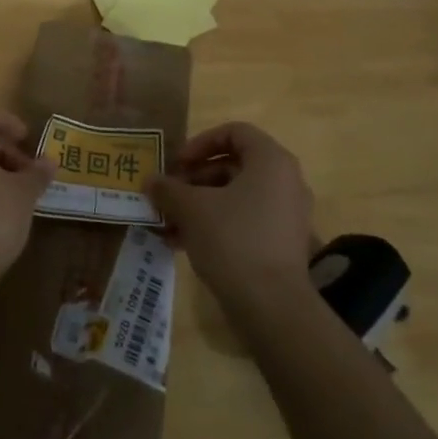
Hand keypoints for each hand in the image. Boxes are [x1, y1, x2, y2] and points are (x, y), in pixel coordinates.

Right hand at [149, 122, 315, 310]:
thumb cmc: (233, 240)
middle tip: (168, 194)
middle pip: (234, 165)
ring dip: (200, 204)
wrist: (272, 306)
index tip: (177, 163)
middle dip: (195, 178)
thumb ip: (168, 189)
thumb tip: (150, 181)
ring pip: (236, 196)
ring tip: (168, 222)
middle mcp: (285, 181)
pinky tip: (184, 243)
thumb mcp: (191, 209)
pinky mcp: (282, 243)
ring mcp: (287, 214)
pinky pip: (245, 220)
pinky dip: (216, 224)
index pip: (234, 132)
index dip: (200, 143)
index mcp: (271, 161)